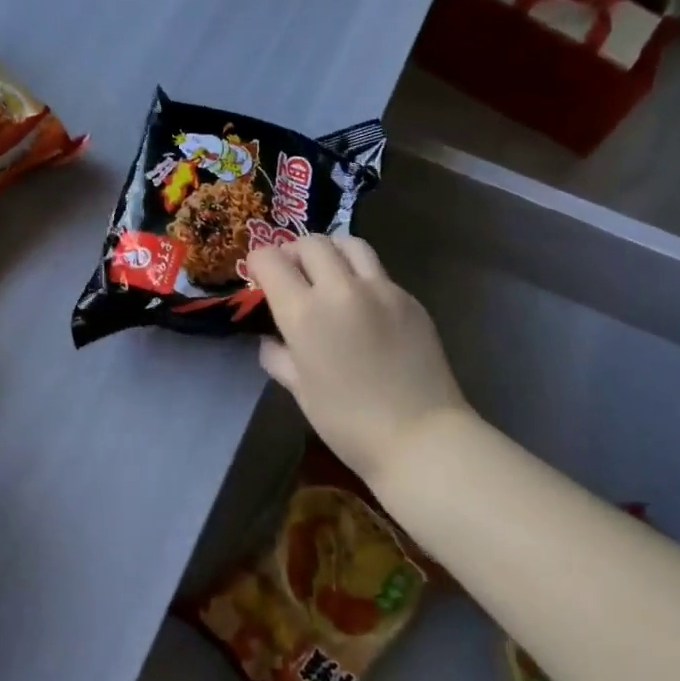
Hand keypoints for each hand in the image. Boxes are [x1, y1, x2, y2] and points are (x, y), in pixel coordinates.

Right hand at [247, 236, 468, 486]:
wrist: (421, 437)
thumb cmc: (349, 423)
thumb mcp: (300, 390)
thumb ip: (278, 356)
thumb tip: (271, 339)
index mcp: (305, 313)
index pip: (270, 260)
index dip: (258, 262)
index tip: (258, 274)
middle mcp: (341, 289)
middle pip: (310, 243)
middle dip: (292, 251)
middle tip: (290, 272)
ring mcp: (380, 289)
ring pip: (348, 244)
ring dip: (329, 251)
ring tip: (326, 271)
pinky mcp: (409, 298)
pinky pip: (376, 270)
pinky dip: (359, 274)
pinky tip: (360, 302)